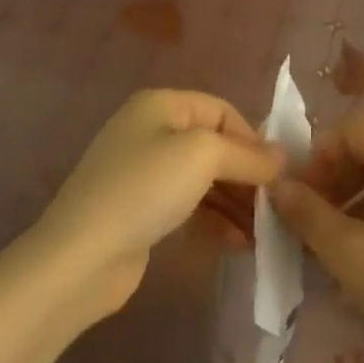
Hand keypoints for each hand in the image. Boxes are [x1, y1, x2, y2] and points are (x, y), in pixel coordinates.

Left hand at [34, 89, 284, 319]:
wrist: (80, 258)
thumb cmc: (145, 189)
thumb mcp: (203, 157)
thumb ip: (247, 155)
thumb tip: (283, 157)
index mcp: (161, 104)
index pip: (222, 111)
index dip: (253, 139)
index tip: (279, 175)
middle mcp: (150, 130)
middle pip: (214, 145)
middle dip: (246, 174)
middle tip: (275, 206)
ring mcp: (142, 173)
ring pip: (203, 179)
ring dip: (235, 202)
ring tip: (263, 232)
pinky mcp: (139, 211)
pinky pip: (188, 206)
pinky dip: (214, 220)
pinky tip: (238, 244)